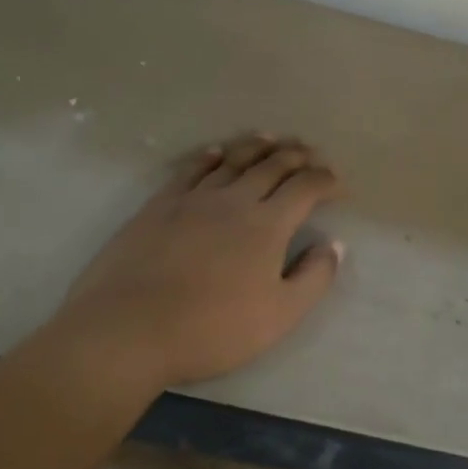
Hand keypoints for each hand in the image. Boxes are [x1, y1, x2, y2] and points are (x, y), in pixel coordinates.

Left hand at [51, 135, 344, 390]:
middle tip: (311, 153)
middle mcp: (234, 200)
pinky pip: (191, 169)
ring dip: (258, 147)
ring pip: (233, 160)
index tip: (338, 184)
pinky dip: (211, 156)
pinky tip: (217, 152)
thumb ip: (313, 278)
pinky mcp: (160, 204)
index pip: (305, 188)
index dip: (326, 180)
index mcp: (268, 224)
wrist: (129, 329)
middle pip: (272, 165)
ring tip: (273, 139)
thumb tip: (334, 245)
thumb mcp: (279, 316)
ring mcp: (193, 198)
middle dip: (297, 155)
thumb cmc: (212, 329)